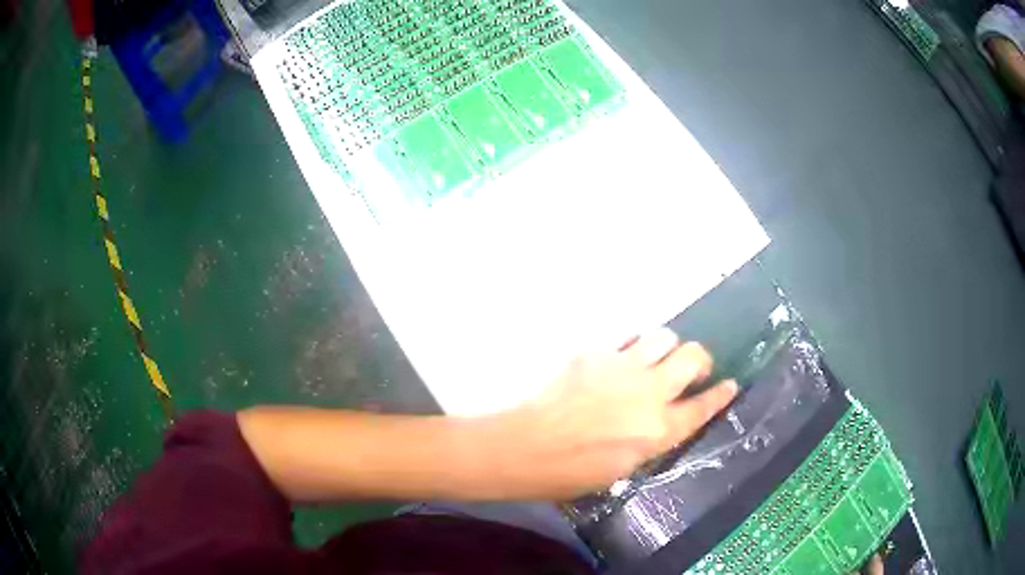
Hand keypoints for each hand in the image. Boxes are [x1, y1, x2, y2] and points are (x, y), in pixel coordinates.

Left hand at [493, 328, 737, 499]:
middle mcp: (651, 392)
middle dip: (700, 360)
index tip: (730, 384)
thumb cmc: (572, 474)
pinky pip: (624, 338)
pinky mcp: (596, 353)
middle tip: (691, 369)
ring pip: (663, 337)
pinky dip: (629, 346)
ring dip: (665, 347)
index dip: (721, 394)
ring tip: (654, 359)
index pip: (703, 407)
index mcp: (659, 430)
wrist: (527, 447)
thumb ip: (650, 440)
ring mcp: (624, 367)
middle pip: (693, 357)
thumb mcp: (623, 468)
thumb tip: (657, 423)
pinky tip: (617, 359)